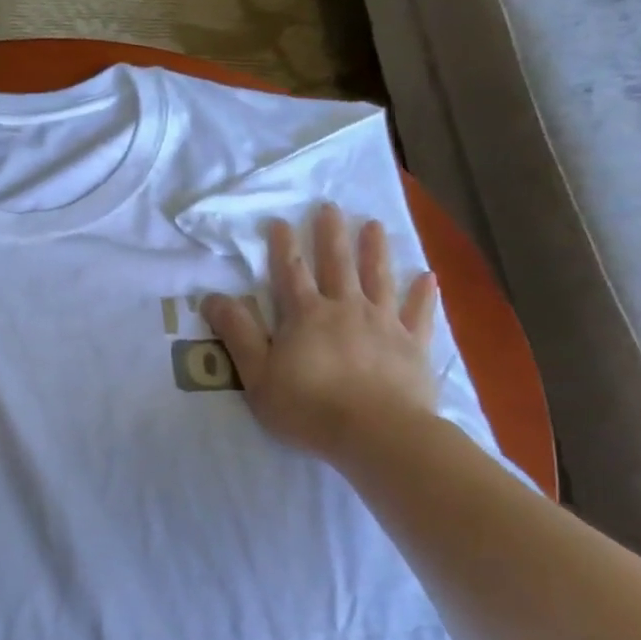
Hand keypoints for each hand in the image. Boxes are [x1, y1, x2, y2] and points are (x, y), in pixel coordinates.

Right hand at [202, 203, 438, 461]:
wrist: (375, 433)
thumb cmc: (308, 408)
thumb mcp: (257, 375)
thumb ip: (237, 334)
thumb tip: (212, 297)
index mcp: (306, 316)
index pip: (291, 273)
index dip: (284, 247)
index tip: (280, 221)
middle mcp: (346, 309)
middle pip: (337, 265)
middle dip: (331, 235)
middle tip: (330, 207)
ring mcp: (383, 324)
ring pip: (379, 278)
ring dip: (375, 250)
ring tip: (374, 224)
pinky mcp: (412, 346)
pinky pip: (419, 314)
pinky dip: (423, 295)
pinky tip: (428, 277)